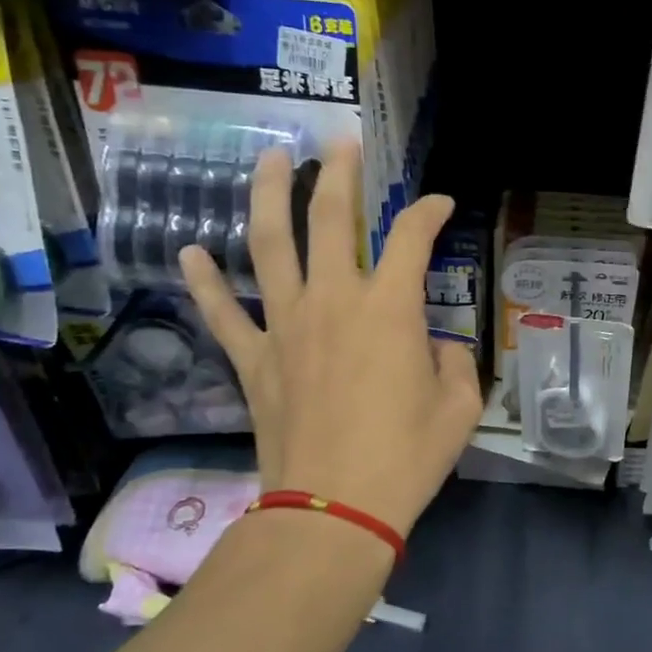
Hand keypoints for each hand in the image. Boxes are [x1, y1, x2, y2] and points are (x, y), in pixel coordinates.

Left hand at [180, 141, 481, 537]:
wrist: (334, 510)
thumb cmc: (406, 458)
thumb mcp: (459, 407)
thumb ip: (453, 363)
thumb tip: (435, 348)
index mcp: (389, 309)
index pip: (411, 237)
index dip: (429, 211)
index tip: (440, 203)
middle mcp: (333, 301)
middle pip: (330, 218)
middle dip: (339, 173)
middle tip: (342, 142)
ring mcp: (285, 326)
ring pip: (270, 245)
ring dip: (268, 196)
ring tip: (269, 159)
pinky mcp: (253, 359)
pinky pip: (223, 312)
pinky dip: (206, 282)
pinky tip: (191, 252)